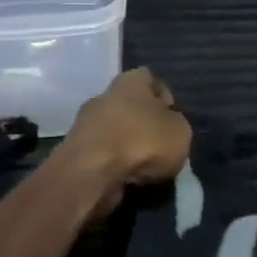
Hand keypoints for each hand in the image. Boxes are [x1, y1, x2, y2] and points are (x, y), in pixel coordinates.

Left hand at [58, 68, 191, 219]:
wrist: (92, 172)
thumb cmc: (142, 141)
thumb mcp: (180, 132)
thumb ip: (177, 125)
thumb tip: (168, 127)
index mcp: (130, 80)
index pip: (150, 78)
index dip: (164, 97)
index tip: (173, 118)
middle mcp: (105, 95)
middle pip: (130, 106)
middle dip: (145, 124)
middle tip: (162, 146)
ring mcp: (86, 123)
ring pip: (115, 130)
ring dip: (129, 146)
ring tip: (146, 167)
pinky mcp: (76, 150)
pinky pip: (103, 153)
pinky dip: (115, 164)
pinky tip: (127, 178)